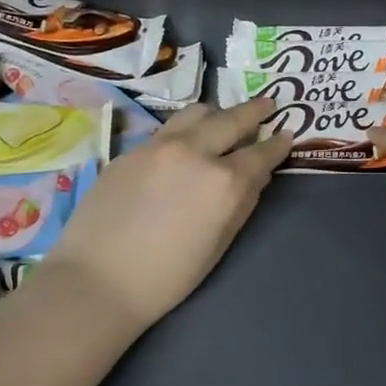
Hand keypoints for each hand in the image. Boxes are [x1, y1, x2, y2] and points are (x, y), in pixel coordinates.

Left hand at [44, 99, 292, 330]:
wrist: (98, 280)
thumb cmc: (168, 276)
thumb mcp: (219, 244)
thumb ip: (243, 203)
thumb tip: (257, 176)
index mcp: (224, 181)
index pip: (261, 153)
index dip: (278, 144)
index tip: (288, 134)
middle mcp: (195, 152)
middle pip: (231, 119)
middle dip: (254, 112)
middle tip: (267, 105)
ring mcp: (159, 146)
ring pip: (197, 113)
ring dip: (217, 114)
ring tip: (223, 119)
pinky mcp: (131, 150)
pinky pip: (168, 129)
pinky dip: (186, 129)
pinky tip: (185, 142)